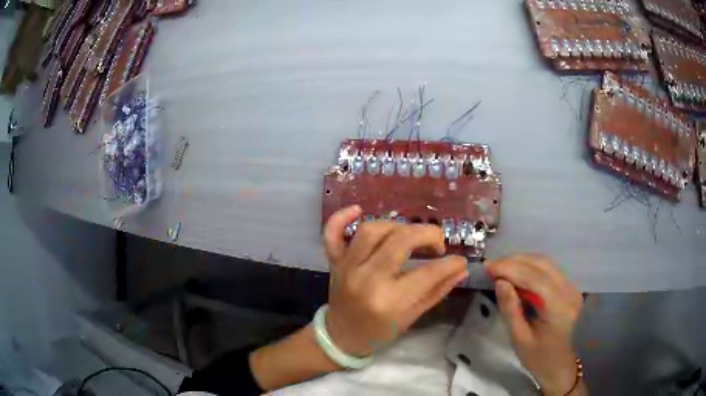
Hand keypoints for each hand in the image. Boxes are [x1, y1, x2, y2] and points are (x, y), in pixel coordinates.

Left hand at [322, 206, 468, 357]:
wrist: (342, 335)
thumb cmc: (380, 330)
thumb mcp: (413, 317)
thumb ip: (438, 291)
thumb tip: (460, 269)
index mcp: (389, 301)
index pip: (427, 274)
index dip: (450, 264)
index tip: (459, 261)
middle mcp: (366, 279)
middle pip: (400, 241)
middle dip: (427, 235)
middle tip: (437, 245)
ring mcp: (347, 267)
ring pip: (371, 230)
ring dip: (396, 226)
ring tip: (409, 236)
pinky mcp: (334, 261)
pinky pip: (332, 233)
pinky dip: (341, 217)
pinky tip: (357, 209)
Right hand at [486, 254, 582, 395]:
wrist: (562, 365)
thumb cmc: (539, 358)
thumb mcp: (520, 339)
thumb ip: (510, 310)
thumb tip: (500, 282)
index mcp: (558, 306)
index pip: (534, 278)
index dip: (510, 269)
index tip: (487, 267)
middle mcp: (568, 290)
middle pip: (541, 264)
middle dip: (514, 261)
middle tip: (491, 266)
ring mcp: (571, 287)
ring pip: (545, 263)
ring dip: (522, 261)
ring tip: (501, 268)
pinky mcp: (569, 287)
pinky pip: (548, 269)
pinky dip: (530, 267)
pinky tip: (517, 273)